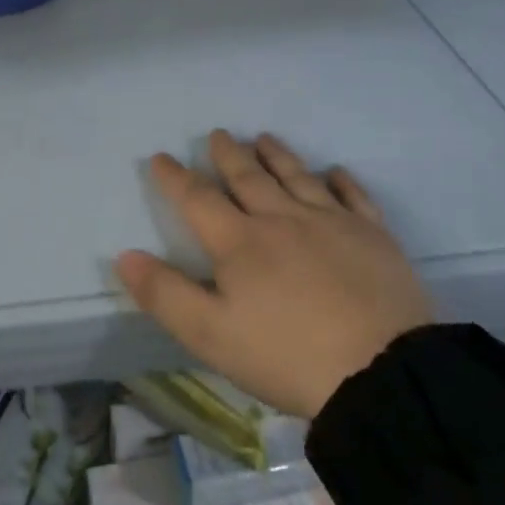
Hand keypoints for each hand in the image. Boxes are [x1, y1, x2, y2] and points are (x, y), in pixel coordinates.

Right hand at [115, 131, 434, 419]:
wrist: (379, 370)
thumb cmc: (286, 355)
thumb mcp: (210, 335)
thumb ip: (165, 294)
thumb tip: (125, 256)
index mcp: (240, 243)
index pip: (199, 199)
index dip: (176, 178)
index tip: (161, 157)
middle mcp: (283, 219)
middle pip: (249, 178)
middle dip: (229, 155)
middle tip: (219, 134)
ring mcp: (332, 223)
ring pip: (298, 177)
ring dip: (278, 155)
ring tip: (264, 138)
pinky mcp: (372, 236)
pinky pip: (353, 196)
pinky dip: (341, 181)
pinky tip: (335, 172)